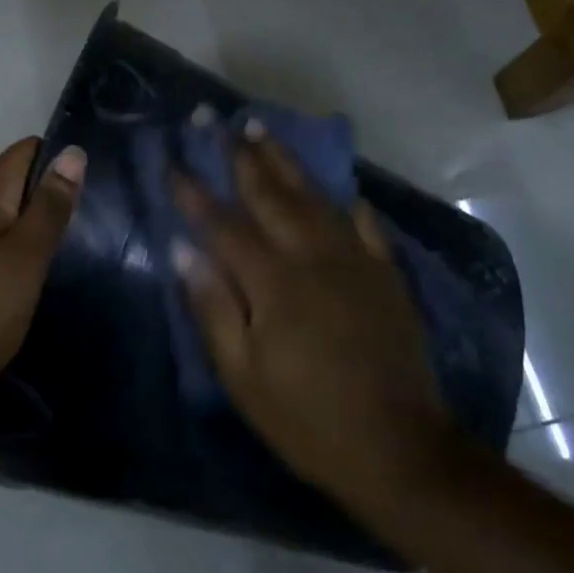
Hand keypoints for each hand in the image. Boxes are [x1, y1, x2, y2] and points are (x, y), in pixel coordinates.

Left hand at [0, 138, 85, 418]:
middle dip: (50, 195)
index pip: (25, 151)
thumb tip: (72, 152)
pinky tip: (31, 279)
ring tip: (70, 251)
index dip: (59, 159)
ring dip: (33, 226)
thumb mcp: (25, 258)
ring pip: (2, 216)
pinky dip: (14, 253)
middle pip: (14, 182)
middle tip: (90, 224)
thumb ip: (49, 206)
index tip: (94, 186)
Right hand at [171, 127, 455, 513]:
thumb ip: (213, 307)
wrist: (400, 451)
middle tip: (221, 121)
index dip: (194, 192)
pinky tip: (339, 189)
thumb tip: (183, 250)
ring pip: (315, 199)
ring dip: (286, 162)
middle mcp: (314, 257)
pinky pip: (365, 226)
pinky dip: (347, 203)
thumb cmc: (308, 419)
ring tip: (263, 131)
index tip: (173, 162)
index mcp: (274, 282)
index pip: (224, 224)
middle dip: (242, 156)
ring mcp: (355, 263)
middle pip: (271, 195)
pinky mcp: (386, 277)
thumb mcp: (244, 376)